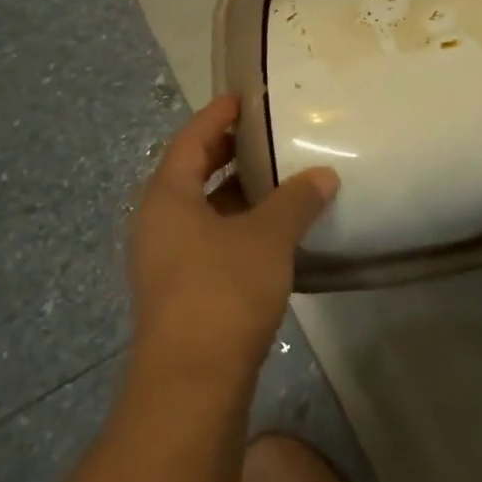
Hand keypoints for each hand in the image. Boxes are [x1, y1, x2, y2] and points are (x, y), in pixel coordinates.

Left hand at [128, 94, 339, 382]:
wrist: (191, 383)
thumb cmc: (223, 291)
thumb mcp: (268, 236)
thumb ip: (296, 200)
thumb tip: (324, 175)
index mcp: (167, 197)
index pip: (190, 139)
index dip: (217, 115)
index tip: (244, 98)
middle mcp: (157, 222)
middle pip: (191, 172)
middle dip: (228, 152)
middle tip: (266, 134)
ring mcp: (164, 259)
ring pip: (200, 209)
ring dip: (234, 192)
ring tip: (276, 178)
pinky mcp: (178, 290)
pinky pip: (206, 239)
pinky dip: (235, 224)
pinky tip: (269, 230)